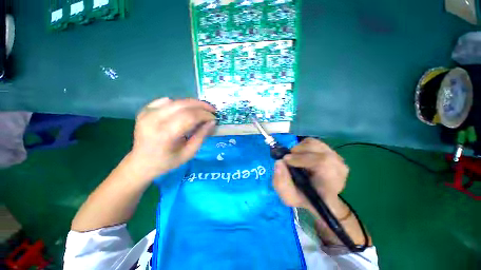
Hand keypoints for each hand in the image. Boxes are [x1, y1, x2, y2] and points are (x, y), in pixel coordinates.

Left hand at [127, 98, 215, 179]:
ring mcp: (147, 113)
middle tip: (212, 110)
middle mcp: (154, 120)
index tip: (214, 118)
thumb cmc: (167, 162)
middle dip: (201, 105)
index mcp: (165, 134)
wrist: (141, 163)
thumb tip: (212, 122)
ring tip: (202, 110)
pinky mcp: (145, 110)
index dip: (205, 115)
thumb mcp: (189, 153)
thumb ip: (201, 136)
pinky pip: (166, 101)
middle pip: (183, 105)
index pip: (190, 116)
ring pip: (176, 101)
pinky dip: (179, 104)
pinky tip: (184, 111)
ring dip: (192, 104)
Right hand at [273, 138, 348, 211]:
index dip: (302, 158)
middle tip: (288, 160)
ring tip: (294, 158)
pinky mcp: (331, 151)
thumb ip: (282, 182)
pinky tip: (300, 155)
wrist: (317, 196)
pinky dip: (302, 145)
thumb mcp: (289, 197)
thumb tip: (279, 162)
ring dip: (299, 148)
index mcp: (330, 184)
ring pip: (314, 143)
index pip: (323, 162)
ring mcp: (336, 158)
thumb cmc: (304, 198)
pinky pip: (314, 141)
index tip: (286, 161)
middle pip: (317, 149)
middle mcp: (338, 168)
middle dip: (297, 151)